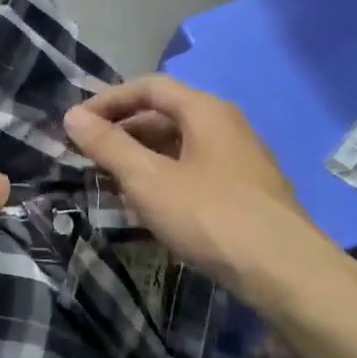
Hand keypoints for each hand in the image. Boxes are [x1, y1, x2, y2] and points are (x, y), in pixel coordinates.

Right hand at [62, 75, 329, 303]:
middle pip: (165, 114)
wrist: (283, 270)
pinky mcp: (245, 191)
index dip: (108, 100)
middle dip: (122, 131)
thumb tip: (73, 115)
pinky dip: (164, 178)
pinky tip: (149, 207)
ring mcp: (239, 159)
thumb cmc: (209, 215)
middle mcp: (226, 125)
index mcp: (205, 110)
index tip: (75, 124)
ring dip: (141, 158)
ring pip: (179, 146)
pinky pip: (194, 171)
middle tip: (88, 155)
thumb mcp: (148, 179)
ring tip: (110, 182)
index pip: (149, 87)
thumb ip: (108, 145)